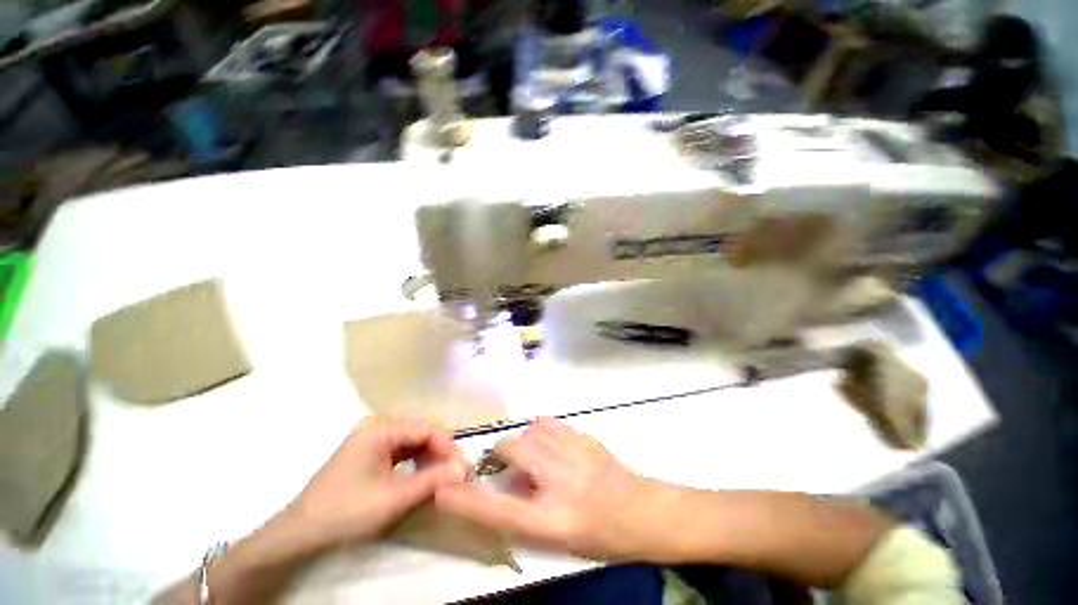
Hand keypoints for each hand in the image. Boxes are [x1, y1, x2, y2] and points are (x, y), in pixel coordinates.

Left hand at [282, 416, 470, 551]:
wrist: (300, 533)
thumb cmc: (345, 511)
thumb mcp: (392, 499)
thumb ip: (431, 481)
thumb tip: (464, 469)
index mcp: (381, 428)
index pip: (426, 429)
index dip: (447, 446)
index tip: (463, 467)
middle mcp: (379, 426)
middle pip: (421, 432)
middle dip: (441, 452)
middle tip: (456, 474)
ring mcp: (374, 438)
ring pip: (414, 441)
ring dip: (431, 457)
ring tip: (444, 476)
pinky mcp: (371, 452)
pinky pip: (403, 451)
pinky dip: (418, 462)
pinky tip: (425, 476)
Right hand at [435, 418, 678, 561]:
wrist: (644, 513)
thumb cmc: (600, 536)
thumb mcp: (557, 537)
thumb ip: (525, 509)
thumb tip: (508, 481)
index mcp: (552, 519)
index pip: (497, 509)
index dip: (465, 500)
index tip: (442, 489)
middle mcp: (560, 481)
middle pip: (513, 449)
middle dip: (502, 453)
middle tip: (507, 464)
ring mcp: (575, 453)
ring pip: (532, 429)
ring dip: (524, 440)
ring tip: (532, 454)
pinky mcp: (585, 437)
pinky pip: (551, 423)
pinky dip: (542, 431)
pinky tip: (550, 444)